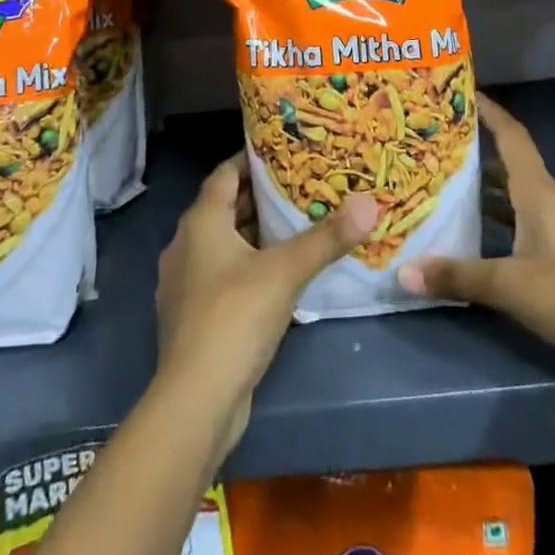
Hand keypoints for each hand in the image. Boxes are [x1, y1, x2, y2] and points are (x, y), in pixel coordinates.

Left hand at [155, 156, 377, 455]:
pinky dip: (248, 267)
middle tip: (303, 187)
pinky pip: (223, 276)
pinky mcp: (193, 317)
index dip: (253, 159)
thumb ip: (326, 238)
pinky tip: (278, 276)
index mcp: (201, 222)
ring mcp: (185, 283)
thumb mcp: (286, 272)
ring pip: (225, 244)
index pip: (226, 173)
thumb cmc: (235, 318)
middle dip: (262, 198)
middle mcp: (186, 244)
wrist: (195, 402)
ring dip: (256, 234)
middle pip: (226, 208)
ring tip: (297, 226)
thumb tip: (368, 203)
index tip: (286, 151)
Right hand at [398, 99, 554, 404]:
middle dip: (475, 157)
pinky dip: (500, 231)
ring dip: (485, 197)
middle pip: (511, 169)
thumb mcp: (512, 287)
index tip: (462, 93)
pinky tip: (476, 247)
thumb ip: (458, 277)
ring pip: (517, 203)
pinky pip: (526, 233)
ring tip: (443, 194)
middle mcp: (554, 205)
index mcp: (541, 193)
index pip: (513, 138)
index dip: (490, 112)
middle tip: (433, 151)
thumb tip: (402, 273)